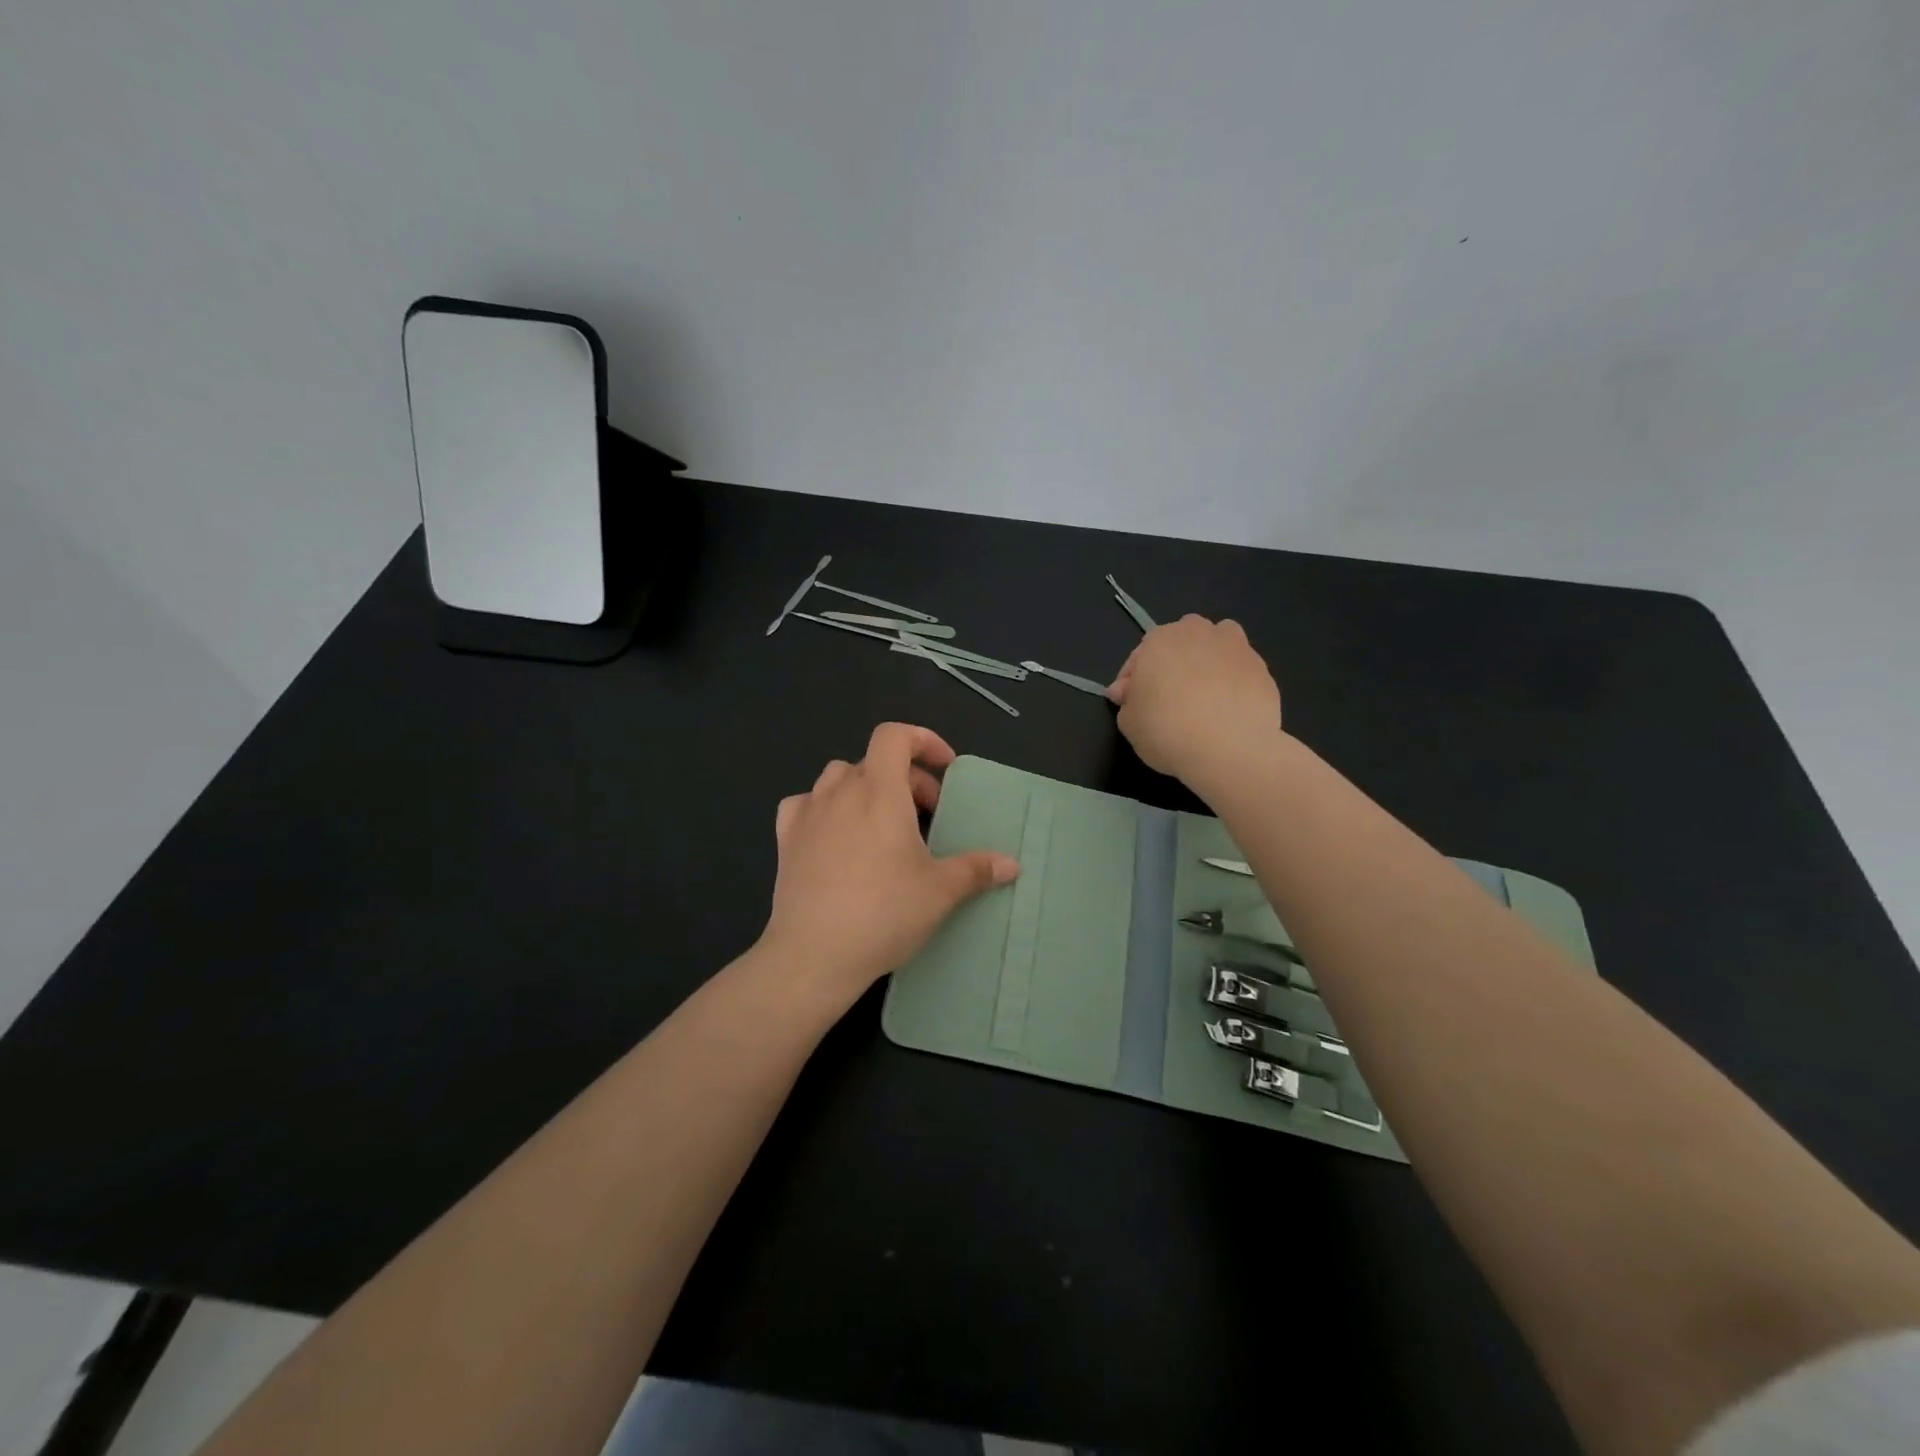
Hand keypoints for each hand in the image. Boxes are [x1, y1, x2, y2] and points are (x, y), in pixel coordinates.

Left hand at [762, 723, 1018, 1002]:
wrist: (813, 954)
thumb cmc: (884, 913)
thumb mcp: (940, 891)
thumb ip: (977, 870)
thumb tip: (1012, 864)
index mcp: (879, 791)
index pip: (894, 735)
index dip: (923, 740)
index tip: (944, 768)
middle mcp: (840, 792)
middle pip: (874, 760)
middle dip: (906, 778)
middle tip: (927, 814)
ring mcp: (807, 814)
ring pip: (837, 779)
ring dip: (865, 789)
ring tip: (883, 824)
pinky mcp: (785, 840)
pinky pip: (805, 805)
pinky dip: (825, 808)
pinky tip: (835, 836)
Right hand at [1108, 615, 1282, 784]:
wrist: (1229, 748)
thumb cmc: (1167, 730)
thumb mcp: (1129, 723)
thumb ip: (1128, 702)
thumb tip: (1130, 692)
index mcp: (1159, 640)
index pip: (1138, 657)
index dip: (1132, 681)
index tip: (1131, 704)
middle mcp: (1198, 633)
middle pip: (1181, 641)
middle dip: (1172, 662)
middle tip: (1167, 696)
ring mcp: (1236, 647)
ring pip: (1218, 644)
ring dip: (1208, 659)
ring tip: (1204, 692)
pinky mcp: (1263, 669)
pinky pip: (1240, 670)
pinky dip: (1233, 682)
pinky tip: (1228, 709)